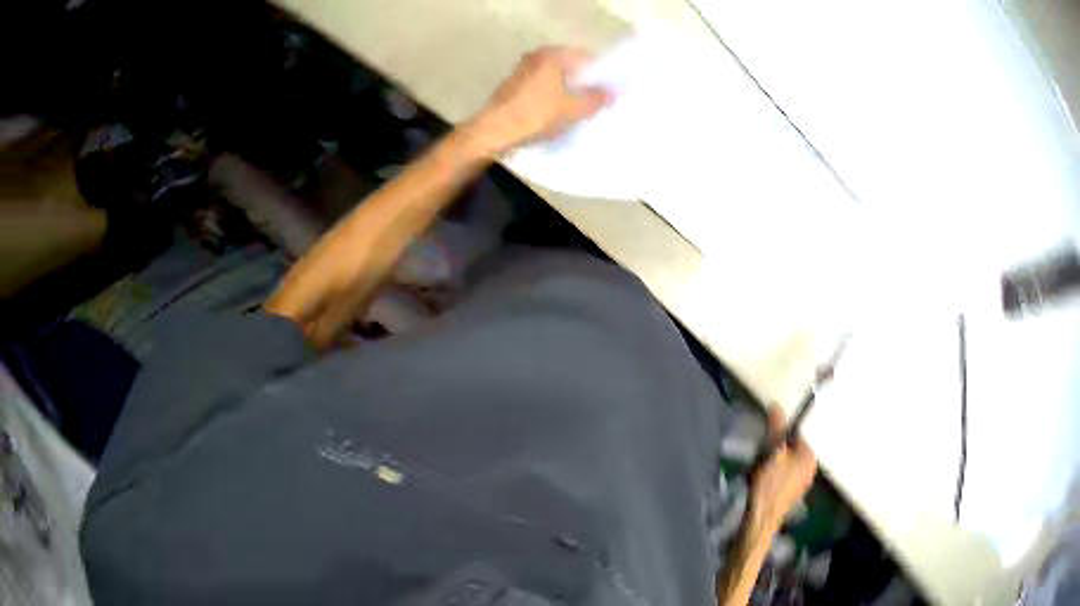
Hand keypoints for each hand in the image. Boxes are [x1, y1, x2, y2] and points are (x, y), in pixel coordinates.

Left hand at [466, 46, 611, 154]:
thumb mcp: (574, 109)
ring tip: (580, 111)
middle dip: (583, 83)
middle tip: (598, 102)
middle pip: (569, 68)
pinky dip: (552, 98)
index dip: (600, 74)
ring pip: (554, 79)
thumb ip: (597, 99)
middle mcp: (536, 56)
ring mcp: (522, 71)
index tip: (610, 91)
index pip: (585, 58)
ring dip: (567, 92)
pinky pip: (542, 89)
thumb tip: (613, 93)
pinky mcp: (513, 88)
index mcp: (552, 54)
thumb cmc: (537, 115)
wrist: (494, 132)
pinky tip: (558, 115)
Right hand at [747, 406, 817, 533]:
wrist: (762, 518)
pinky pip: (782, 475)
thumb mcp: (772, 452)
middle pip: (791, 448)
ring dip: (772, 462)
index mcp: (810, 456)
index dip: (779, 434)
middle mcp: (810, 468)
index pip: (796, 433)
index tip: (766, 440)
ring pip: (785, 462)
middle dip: (775, 449)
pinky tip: (761, 481)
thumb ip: (776, 428)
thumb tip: (776, 405)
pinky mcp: (791, 493)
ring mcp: (802, 482)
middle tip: (761, 457)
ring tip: (759, 470)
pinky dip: (772, 474)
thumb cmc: (770, 484)